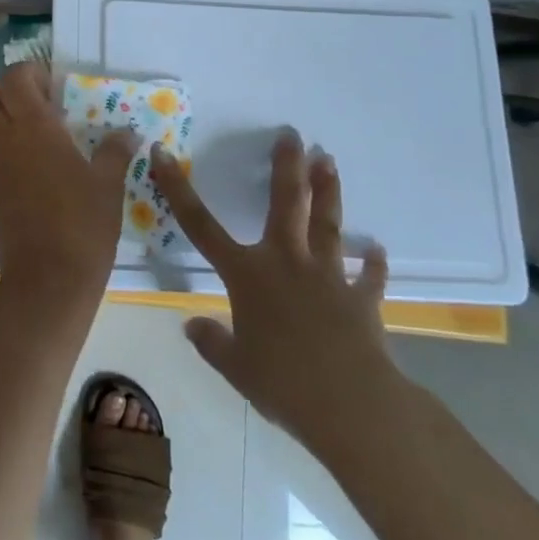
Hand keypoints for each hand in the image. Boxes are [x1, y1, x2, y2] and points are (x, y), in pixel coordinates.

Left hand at [0, 62, 135, 313]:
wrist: (47, 281)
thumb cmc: (82, 225)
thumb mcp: (107, 185)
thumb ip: (114, 152)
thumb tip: (128, 133)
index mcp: (33, 127)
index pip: (14, 78)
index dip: (30, 73)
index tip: (55, 85)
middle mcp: (4, 140)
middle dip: (9, 94)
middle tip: (42, 108)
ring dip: (1, 121)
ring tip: (35, 136)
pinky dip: (0, 149)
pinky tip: (31, 167)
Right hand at [151, 132, 402, 450]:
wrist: (351, 405)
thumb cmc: (283, 383)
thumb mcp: (236, 368)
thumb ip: (211, 343)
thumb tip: (190, 325)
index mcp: (247, 274)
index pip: (201, 225)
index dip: (177, 189)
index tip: (162, 154)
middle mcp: (285, 261)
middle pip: (284, 203)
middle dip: (286, 166)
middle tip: (292, 134)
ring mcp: (326, 275)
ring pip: (326, 223)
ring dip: (327, 191)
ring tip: (328, 160)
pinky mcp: (360, 298)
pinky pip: (367, 275)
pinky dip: (372, 262)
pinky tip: (377, 248)